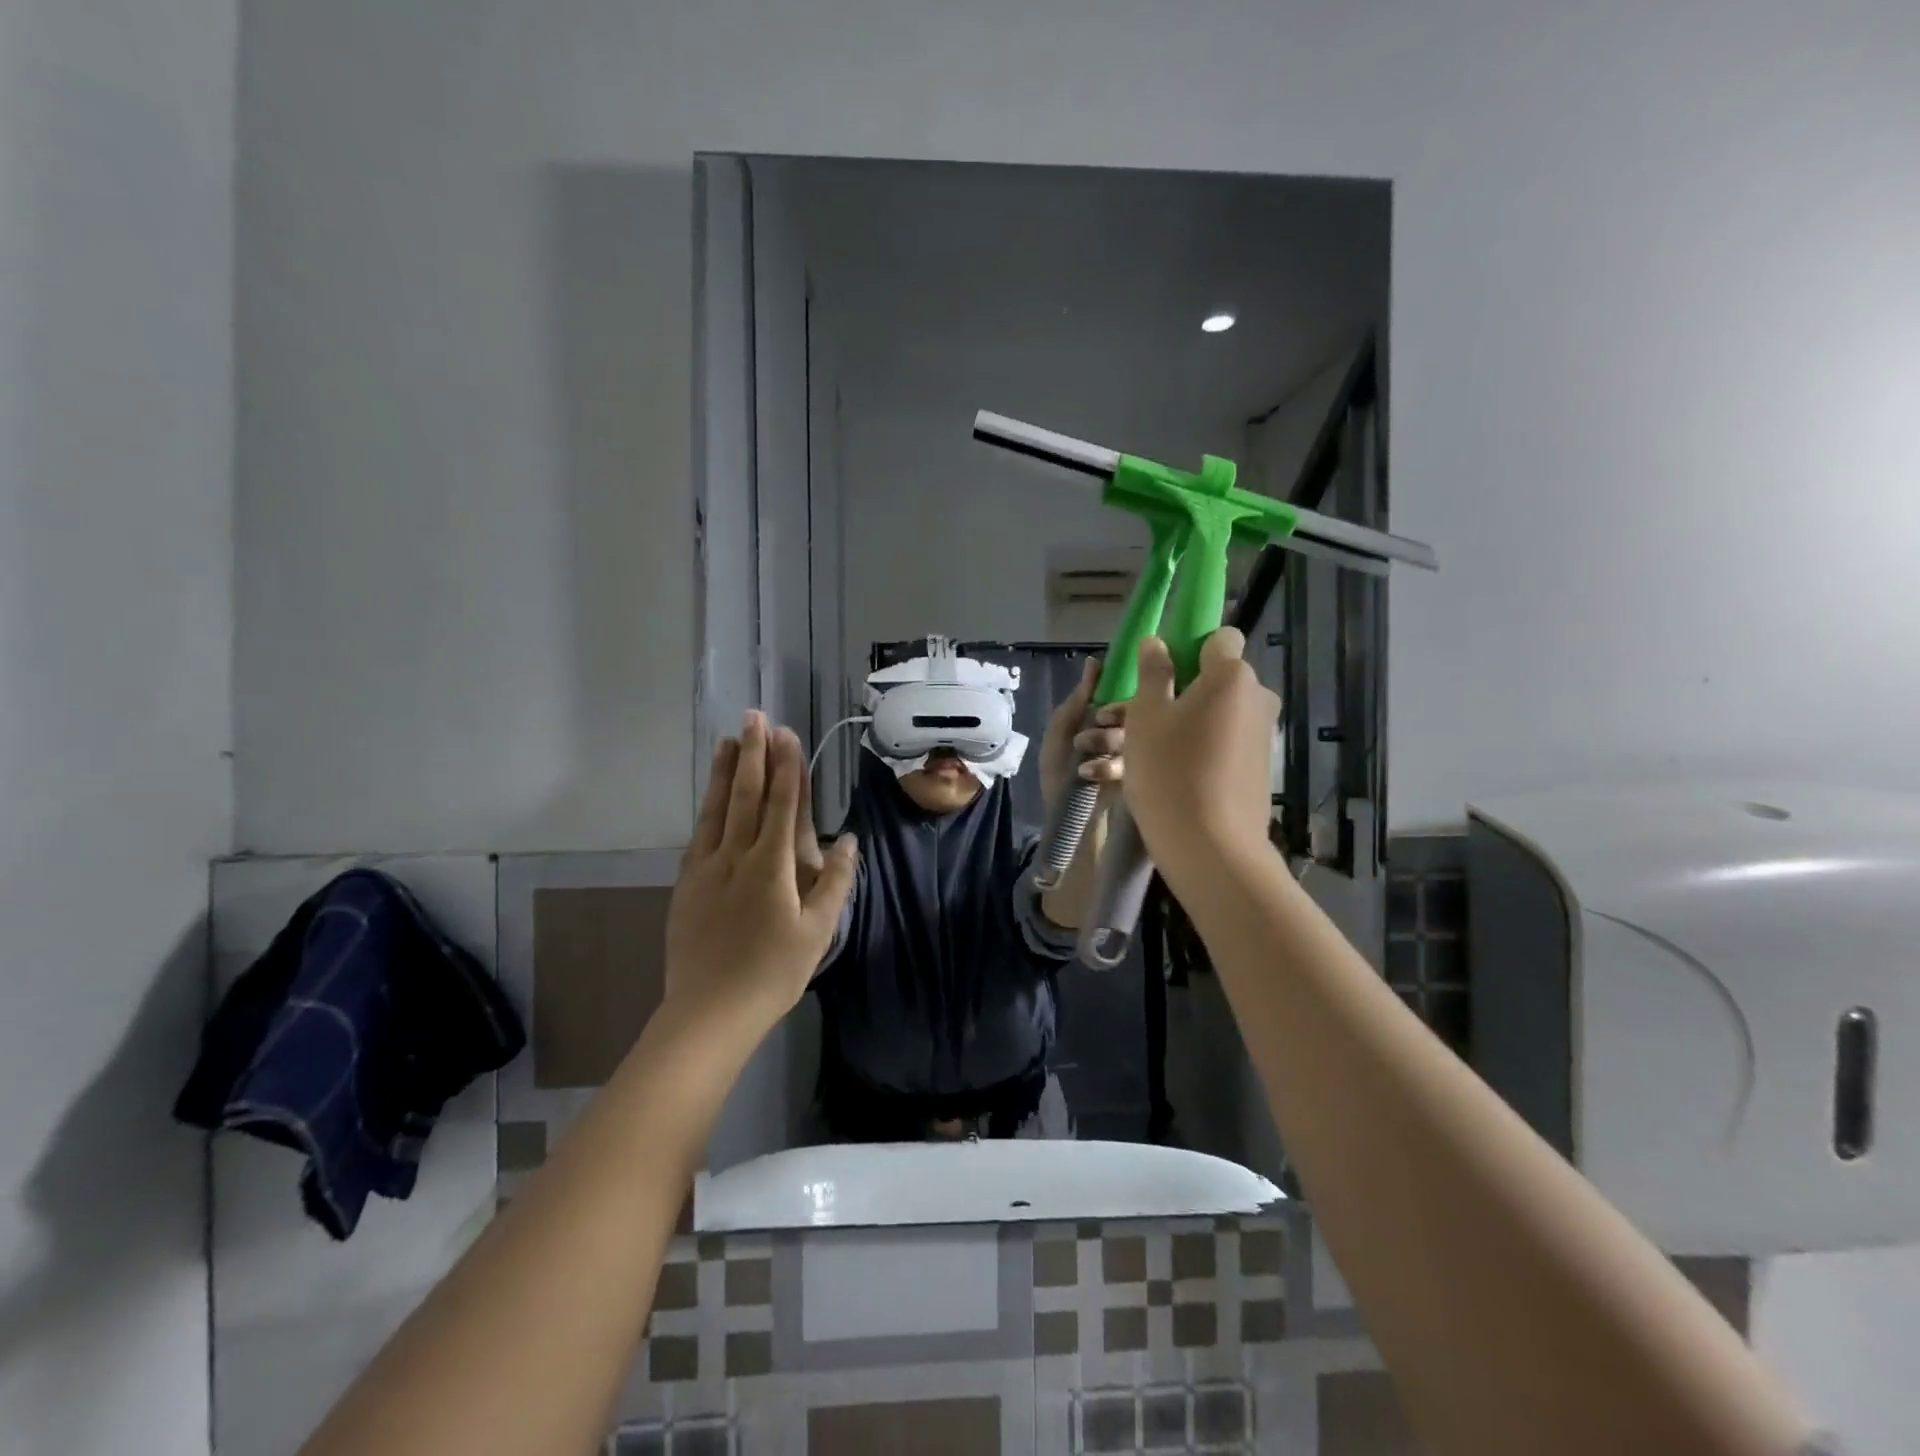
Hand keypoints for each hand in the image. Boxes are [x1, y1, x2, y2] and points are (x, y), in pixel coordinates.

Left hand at [665, 712, 858, 1026]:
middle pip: (747, 796)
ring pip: (717, 809)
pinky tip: (711, 797)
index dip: (786, 767)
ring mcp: (705, 869)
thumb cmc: (772, 973)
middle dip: (753, 755)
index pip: (782, 805)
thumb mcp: (818, 932)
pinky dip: (708, 808)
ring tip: (728, 740)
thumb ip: (835, 881)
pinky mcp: (686, 885)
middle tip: (754, 717)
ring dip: (726, 773)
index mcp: (771, 866)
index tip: (786, 734)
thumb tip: (847, 838)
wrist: (708, 1013)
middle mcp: (735, 857)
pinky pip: (699, 834)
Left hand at [1039, 657, 1127, 807]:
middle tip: (1094, 731)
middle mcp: (1126, 732)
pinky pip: (1136, 763)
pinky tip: (1088, 772)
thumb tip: (1094, 661)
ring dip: (1106, 743)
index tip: (1101, 714)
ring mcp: (1135, 755)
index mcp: (1109, 717)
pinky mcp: (1140, 778)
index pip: (1125, 695)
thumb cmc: (1059, 771)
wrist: (1064, 816)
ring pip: (1136, 736)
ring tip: (1083, 755)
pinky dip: (1110, 766)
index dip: (1117, 701)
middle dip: (1112, 721)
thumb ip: (1079, 698)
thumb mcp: (1060, 731)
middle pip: (1135, 714)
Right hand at [1120, 629, 1279, 870]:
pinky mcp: (1258, 766)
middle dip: (1179, 691)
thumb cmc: (1170, 771)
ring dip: (1181, 724)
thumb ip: (1153, 673)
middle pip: (1215, 679)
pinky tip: (1163, 775)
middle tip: (1135, 719)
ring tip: (1136, 754)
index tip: (1160, 674)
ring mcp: (1261, 734)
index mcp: (1231, 676)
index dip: (1189, 647)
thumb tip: (1157, 642)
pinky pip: (1222, 743)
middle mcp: (1256, 698)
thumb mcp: (1146, 716)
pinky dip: (1196, 749)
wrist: (1210, 847)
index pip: (1219, 638)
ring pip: (1214, 715)